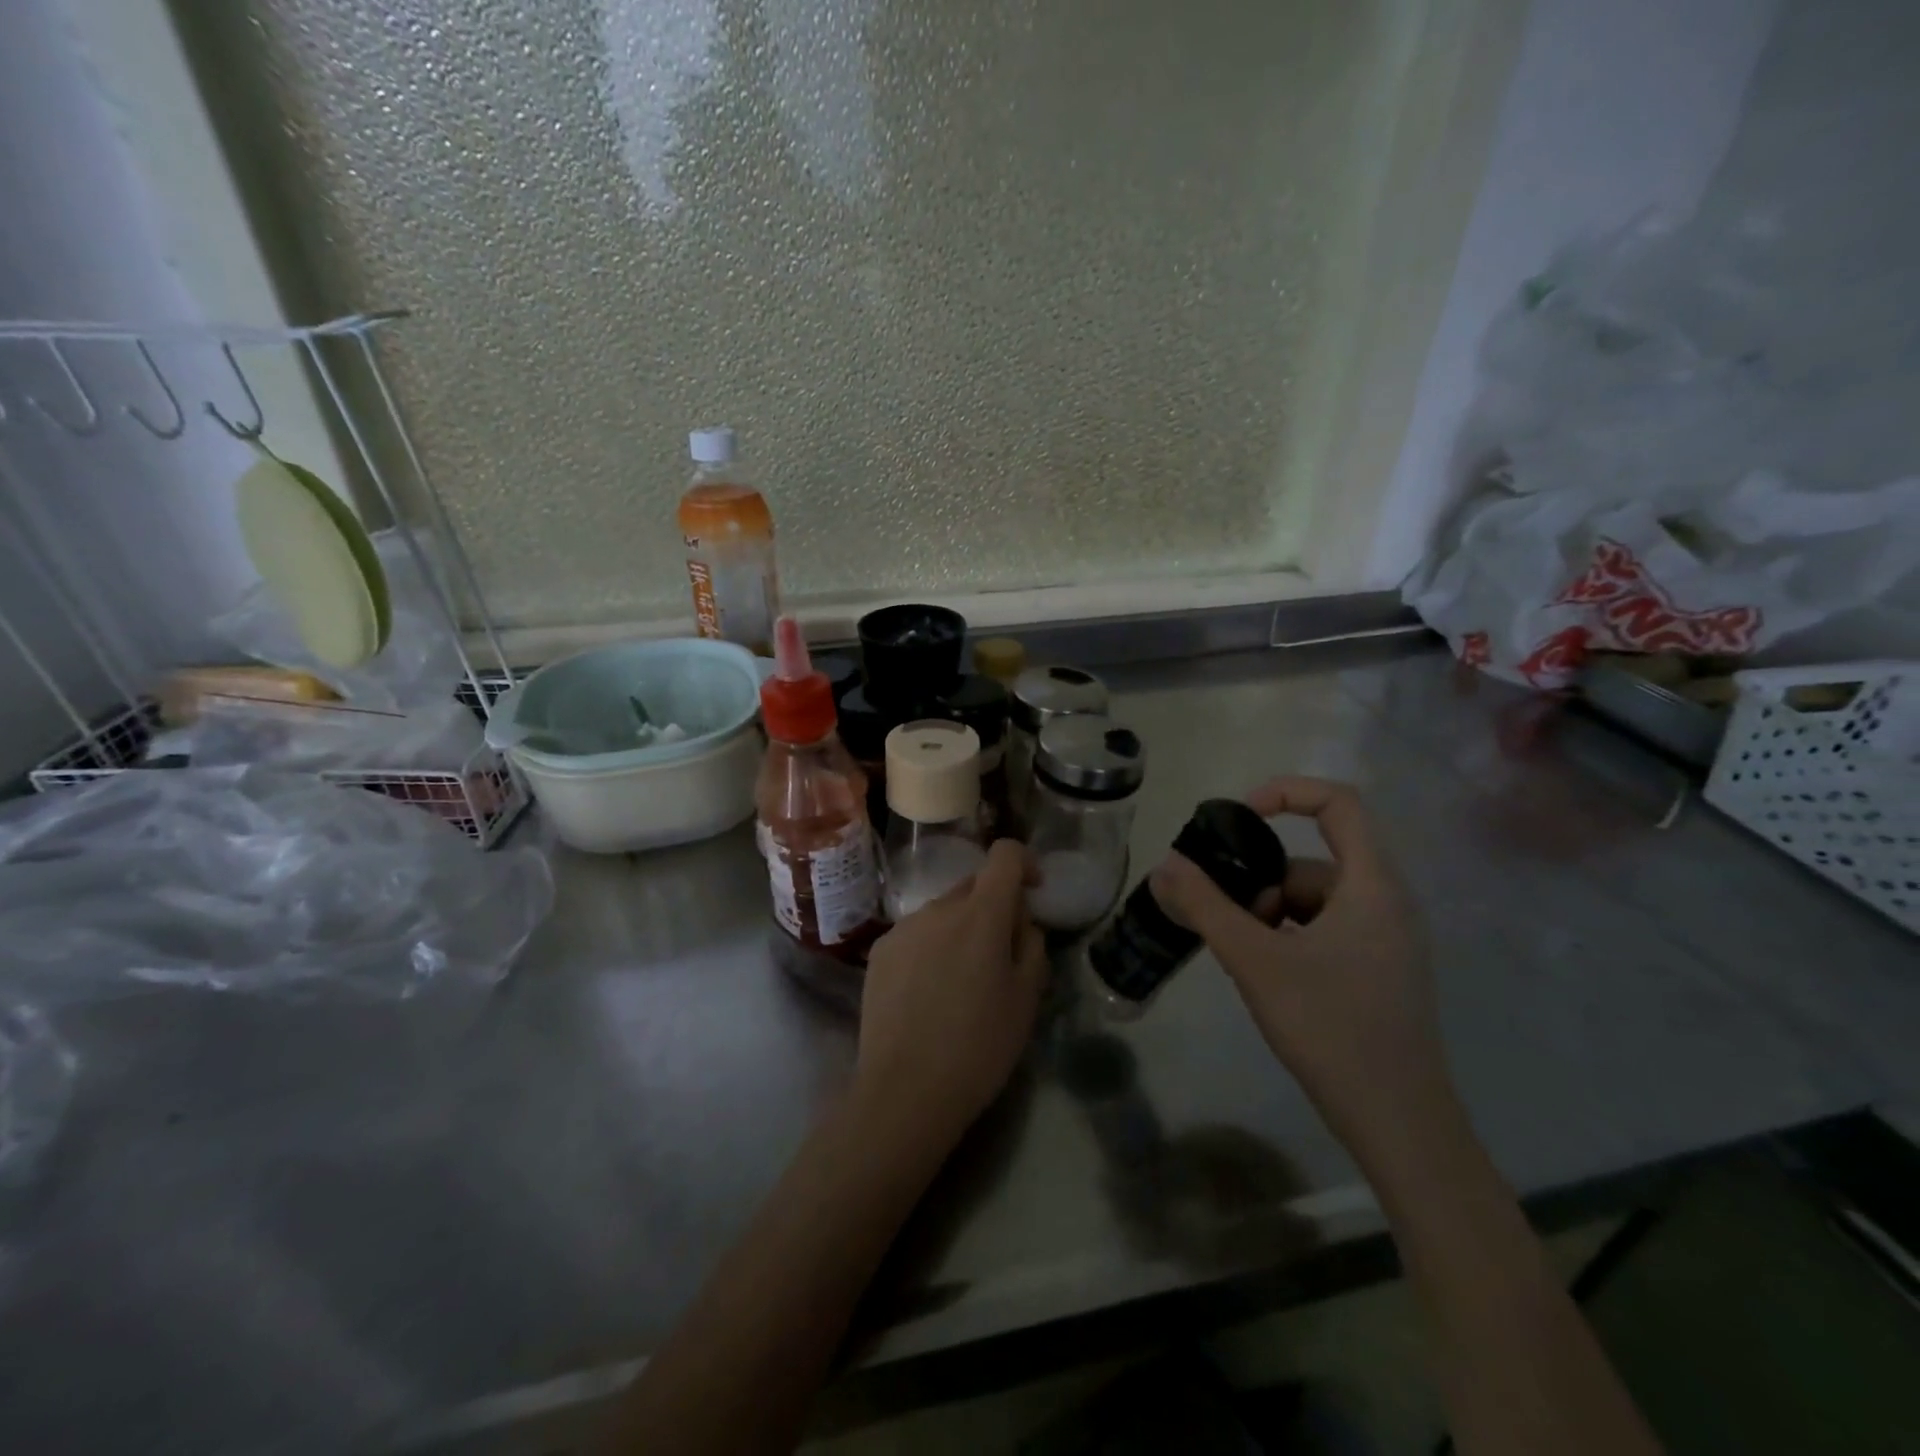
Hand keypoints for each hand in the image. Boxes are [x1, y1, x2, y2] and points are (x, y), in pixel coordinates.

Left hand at [855, 840, 1047, 1146]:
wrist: (905, 1090)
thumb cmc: (979, 1046)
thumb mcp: (1027, 998)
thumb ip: (1031, 944)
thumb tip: (1021, 920)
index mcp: (981, 914)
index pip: (1004, 855)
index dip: (1024, 864)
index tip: (1033, 891)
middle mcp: (938, 908)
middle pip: (973, 886)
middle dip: (993, 907)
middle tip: (1002, 955)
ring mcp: (904, 928)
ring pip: (943, 912)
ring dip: (960, 929)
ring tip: (962, 982)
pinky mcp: (880, 951)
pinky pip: (917, 934)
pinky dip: (931, 948)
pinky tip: (929, 993)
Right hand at [1150, 777, 1455, 1172]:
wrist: (1400, 1126)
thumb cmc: (1332, 1029)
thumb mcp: (1257, 962)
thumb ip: (1206, 908)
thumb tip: (1166, 865)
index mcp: (1372, 886)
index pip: (1340, 803)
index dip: (1286, 793)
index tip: (1238, 818)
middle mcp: (1387, 904)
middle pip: (1313, 862)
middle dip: (1261, 882)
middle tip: (1226, 921)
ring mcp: (1387, 941)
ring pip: (1314, 901)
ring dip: (1270, 916)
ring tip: (1243, 958)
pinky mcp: (1378, 972)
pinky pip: (1324, 931)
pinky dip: (1288, 939)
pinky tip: (1266, 976)